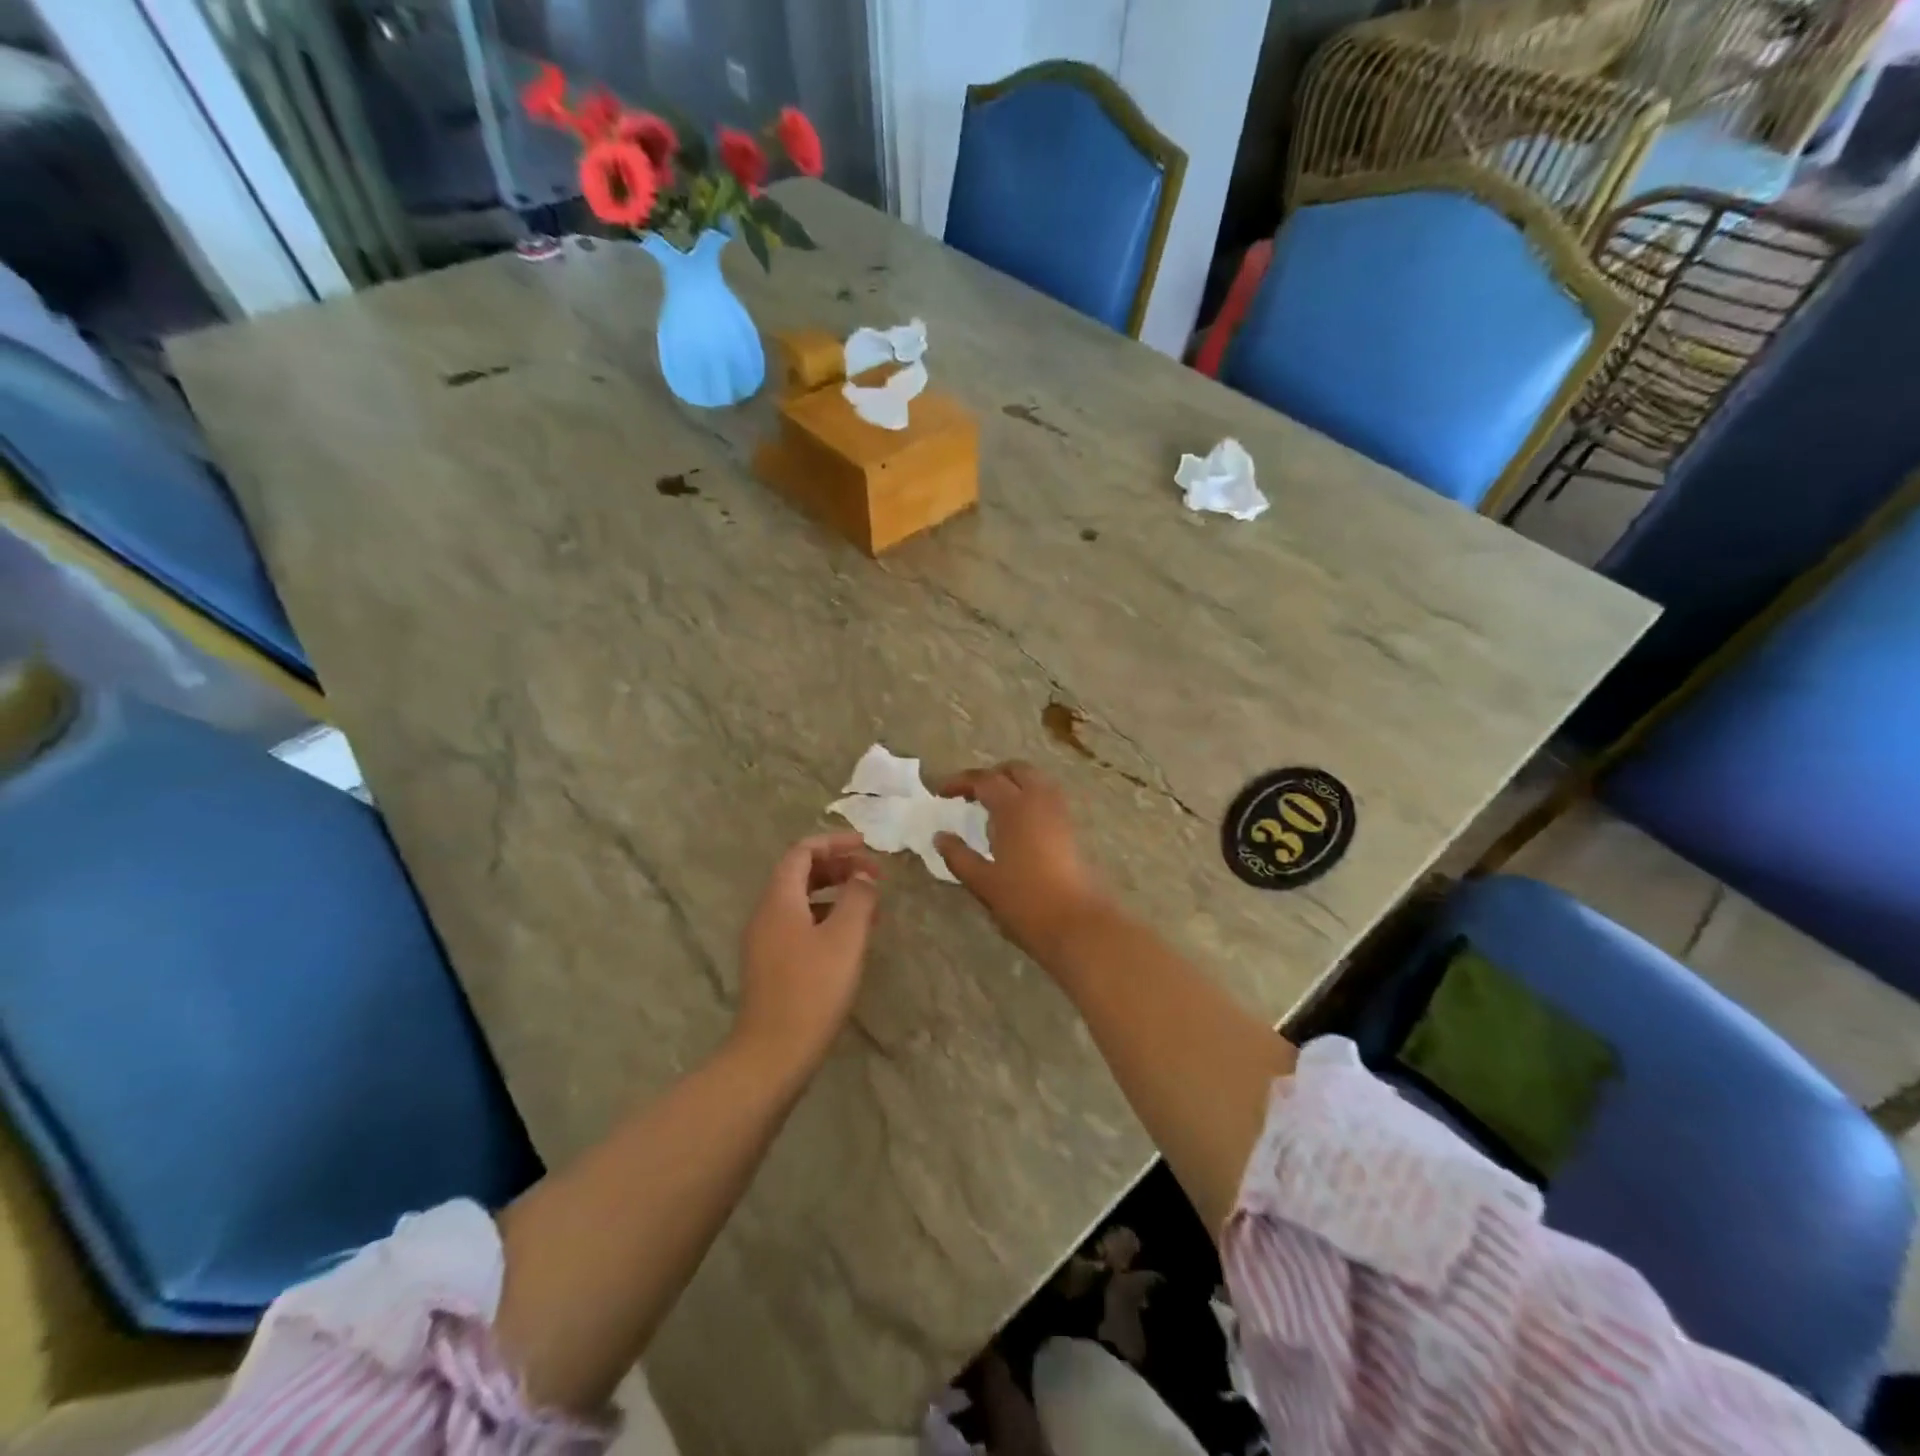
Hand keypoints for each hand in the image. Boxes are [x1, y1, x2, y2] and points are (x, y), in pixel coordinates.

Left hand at [733, 833, 880, 1084]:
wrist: (773, 1054)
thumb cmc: (812, 989)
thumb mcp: (845, 938)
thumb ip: (857, 898)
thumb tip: (863, 876)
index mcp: (779, 900)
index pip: (802, 852)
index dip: (834, 843)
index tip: (866, 846)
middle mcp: (766, 914)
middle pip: (800, 874)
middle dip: (838, 867)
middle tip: (873, 875)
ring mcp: (765, 941)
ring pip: (801, 901)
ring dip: (835, 894)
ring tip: (870, 906)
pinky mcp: (771, 966)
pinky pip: (799, 925)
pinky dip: (826, 919)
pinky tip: (850, 939)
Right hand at [934, 762, 1112, 956]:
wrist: (1075, 922)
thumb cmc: (1024, 901)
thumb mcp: (982, 881)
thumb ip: (958, 855)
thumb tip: (940, 836)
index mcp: (1014, 807)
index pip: (984, 780)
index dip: (960, 782)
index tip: (942, 793)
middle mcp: (1039, 800)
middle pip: (1015, 770)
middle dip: (991, 776)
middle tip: (970, 795)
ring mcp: (1059, 812)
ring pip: (1036, 781)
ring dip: (1013, 785)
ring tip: (993, 808)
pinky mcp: (1071, 828)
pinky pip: (1047, 798)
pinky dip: (1028, 798)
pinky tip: (1016, 825)